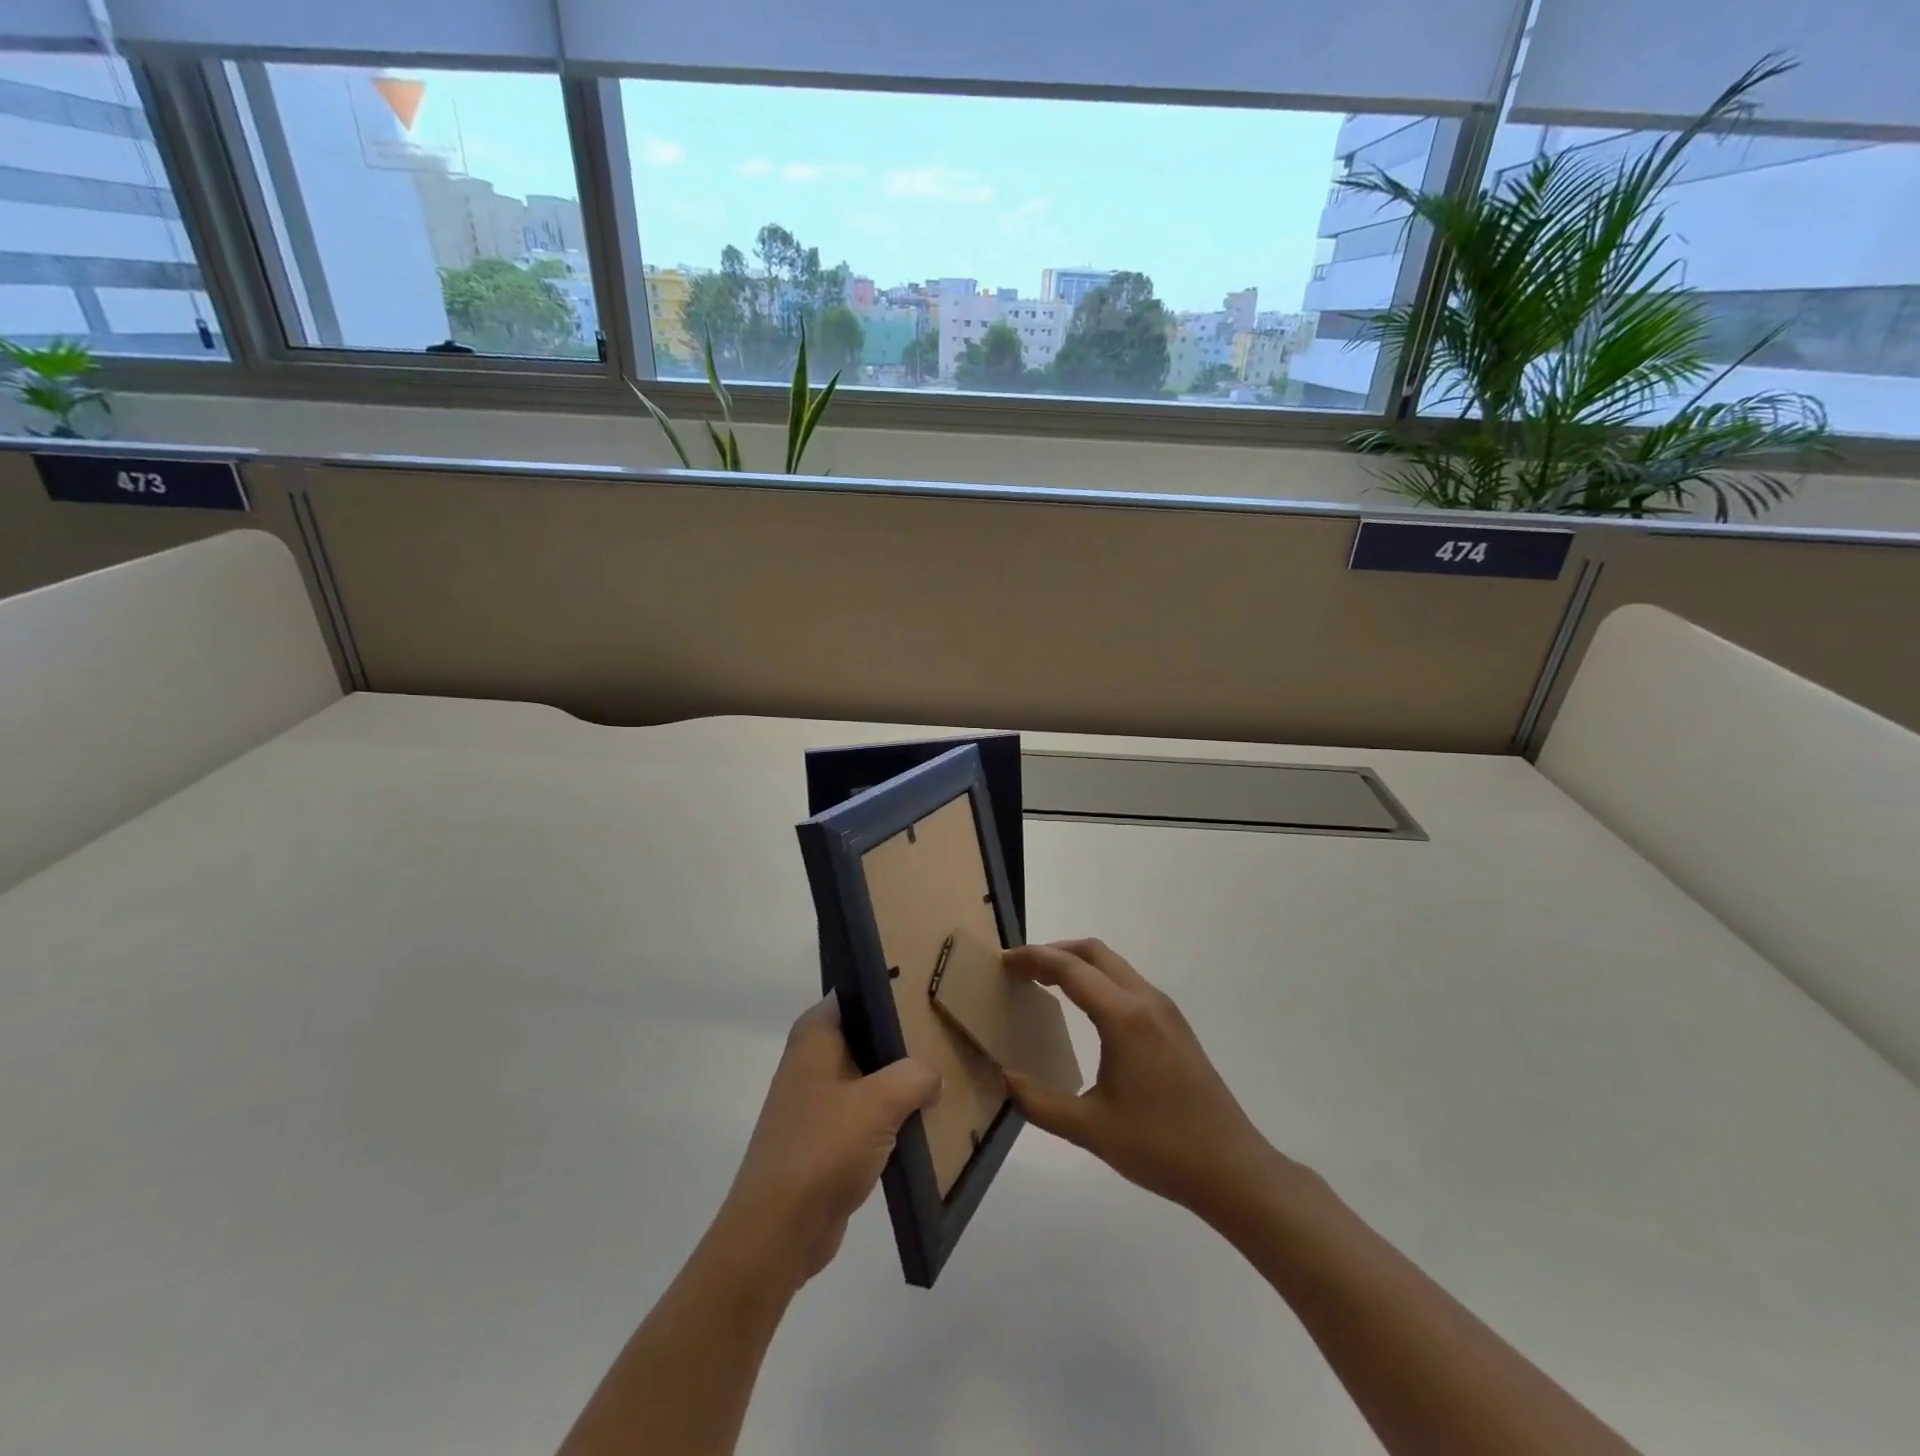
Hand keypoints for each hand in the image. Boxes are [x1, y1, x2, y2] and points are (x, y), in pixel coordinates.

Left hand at [716, 996, 941, 1287]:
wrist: (778, 1231)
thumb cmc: (823, 1148)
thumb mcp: (880, 1102)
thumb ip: (915, 1076)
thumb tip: (934, 1076)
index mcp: (816, 1034)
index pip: (859, 991)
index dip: (894, 989)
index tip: (933, 989)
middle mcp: (813, 1058)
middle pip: (868, 1034)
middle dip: (906, 1039)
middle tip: (949, 1032)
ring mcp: (818, 1099)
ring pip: (871, 1076)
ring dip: (902, 1082)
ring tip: (948, 1074)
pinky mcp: (826, 1138)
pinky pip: (868, 1114)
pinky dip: (893, 1117)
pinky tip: (927, 1121)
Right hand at [1003, 939, 1280, 1224]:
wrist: (1232, 1168)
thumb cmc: (1159, 1147)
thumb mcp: (1089, 1129)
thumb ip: (1038, 1101)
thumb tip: (1003, 1077)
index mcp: (1123, 1016)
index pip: (1069, 968)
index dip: (1033, 958)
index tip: (1003, 962)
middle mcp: (1145, 1000)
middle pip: (1094, 952)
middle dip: (1054, 952)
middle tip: (1021, 969)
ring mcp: (1165, 1010)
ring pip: (1114, 965)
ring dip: (1078, 964)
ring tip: (1045, 983)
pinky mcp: (1175, 1025)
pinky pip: (1128, 983)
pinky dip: (1098, 980)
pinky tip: (1085, 1009)